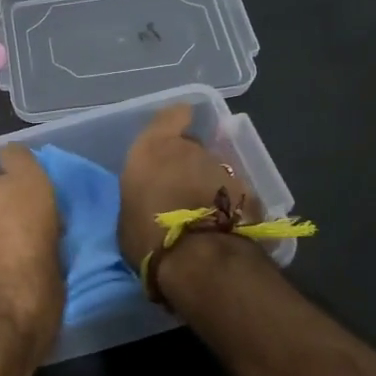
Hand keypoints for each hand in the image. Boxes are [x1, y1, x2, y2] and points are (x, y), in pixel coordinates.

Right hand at [117, 103, 257, 270]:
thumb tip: (150, 199)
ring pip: (215, 171)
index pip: (171, 116)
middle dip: (189, 164)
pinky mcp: (248, 193)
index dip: (176, 122)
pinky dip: (229, 205)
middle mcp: (191, 150)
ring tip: (202, 215)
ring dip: (209, 186)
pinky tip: (222, 228)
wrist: (198, 260)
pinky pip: (233, 194)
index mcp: (153, 149)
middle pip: (193, 148)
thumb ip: (142, 195)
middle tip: (180, 191)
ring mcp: (223, 169)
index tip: (175, 132)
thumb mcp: (128, 214)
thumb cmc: (147, 237)